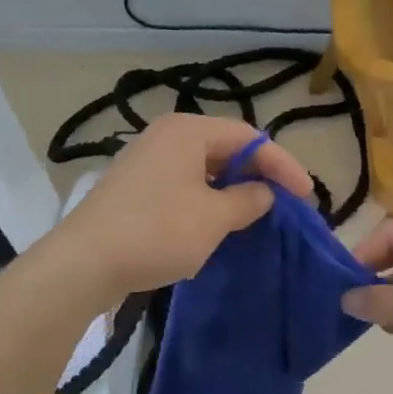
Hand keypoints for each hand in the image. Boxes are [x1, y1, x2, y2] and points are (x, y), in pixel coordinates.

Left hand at [56, 114, 312, 297]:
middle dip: (257, 175)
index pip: (249, 137)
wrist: (85, 262)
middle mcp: (166, 137)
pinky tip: (216, 225)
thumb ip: (248, 201)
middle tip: (284, 203)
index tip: (307, 196)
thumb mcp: (214, 218)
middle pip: (225, 149)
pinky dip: (206, 201)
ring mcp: (146, 162)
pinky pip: (183, 186)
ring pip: (203, 170)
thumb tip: (263, 193)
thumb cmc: (157, 231)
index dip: (282, 165)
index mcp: (188, 131)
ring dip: (232, 190)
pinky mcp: (134, 189)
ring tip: (256, 215)